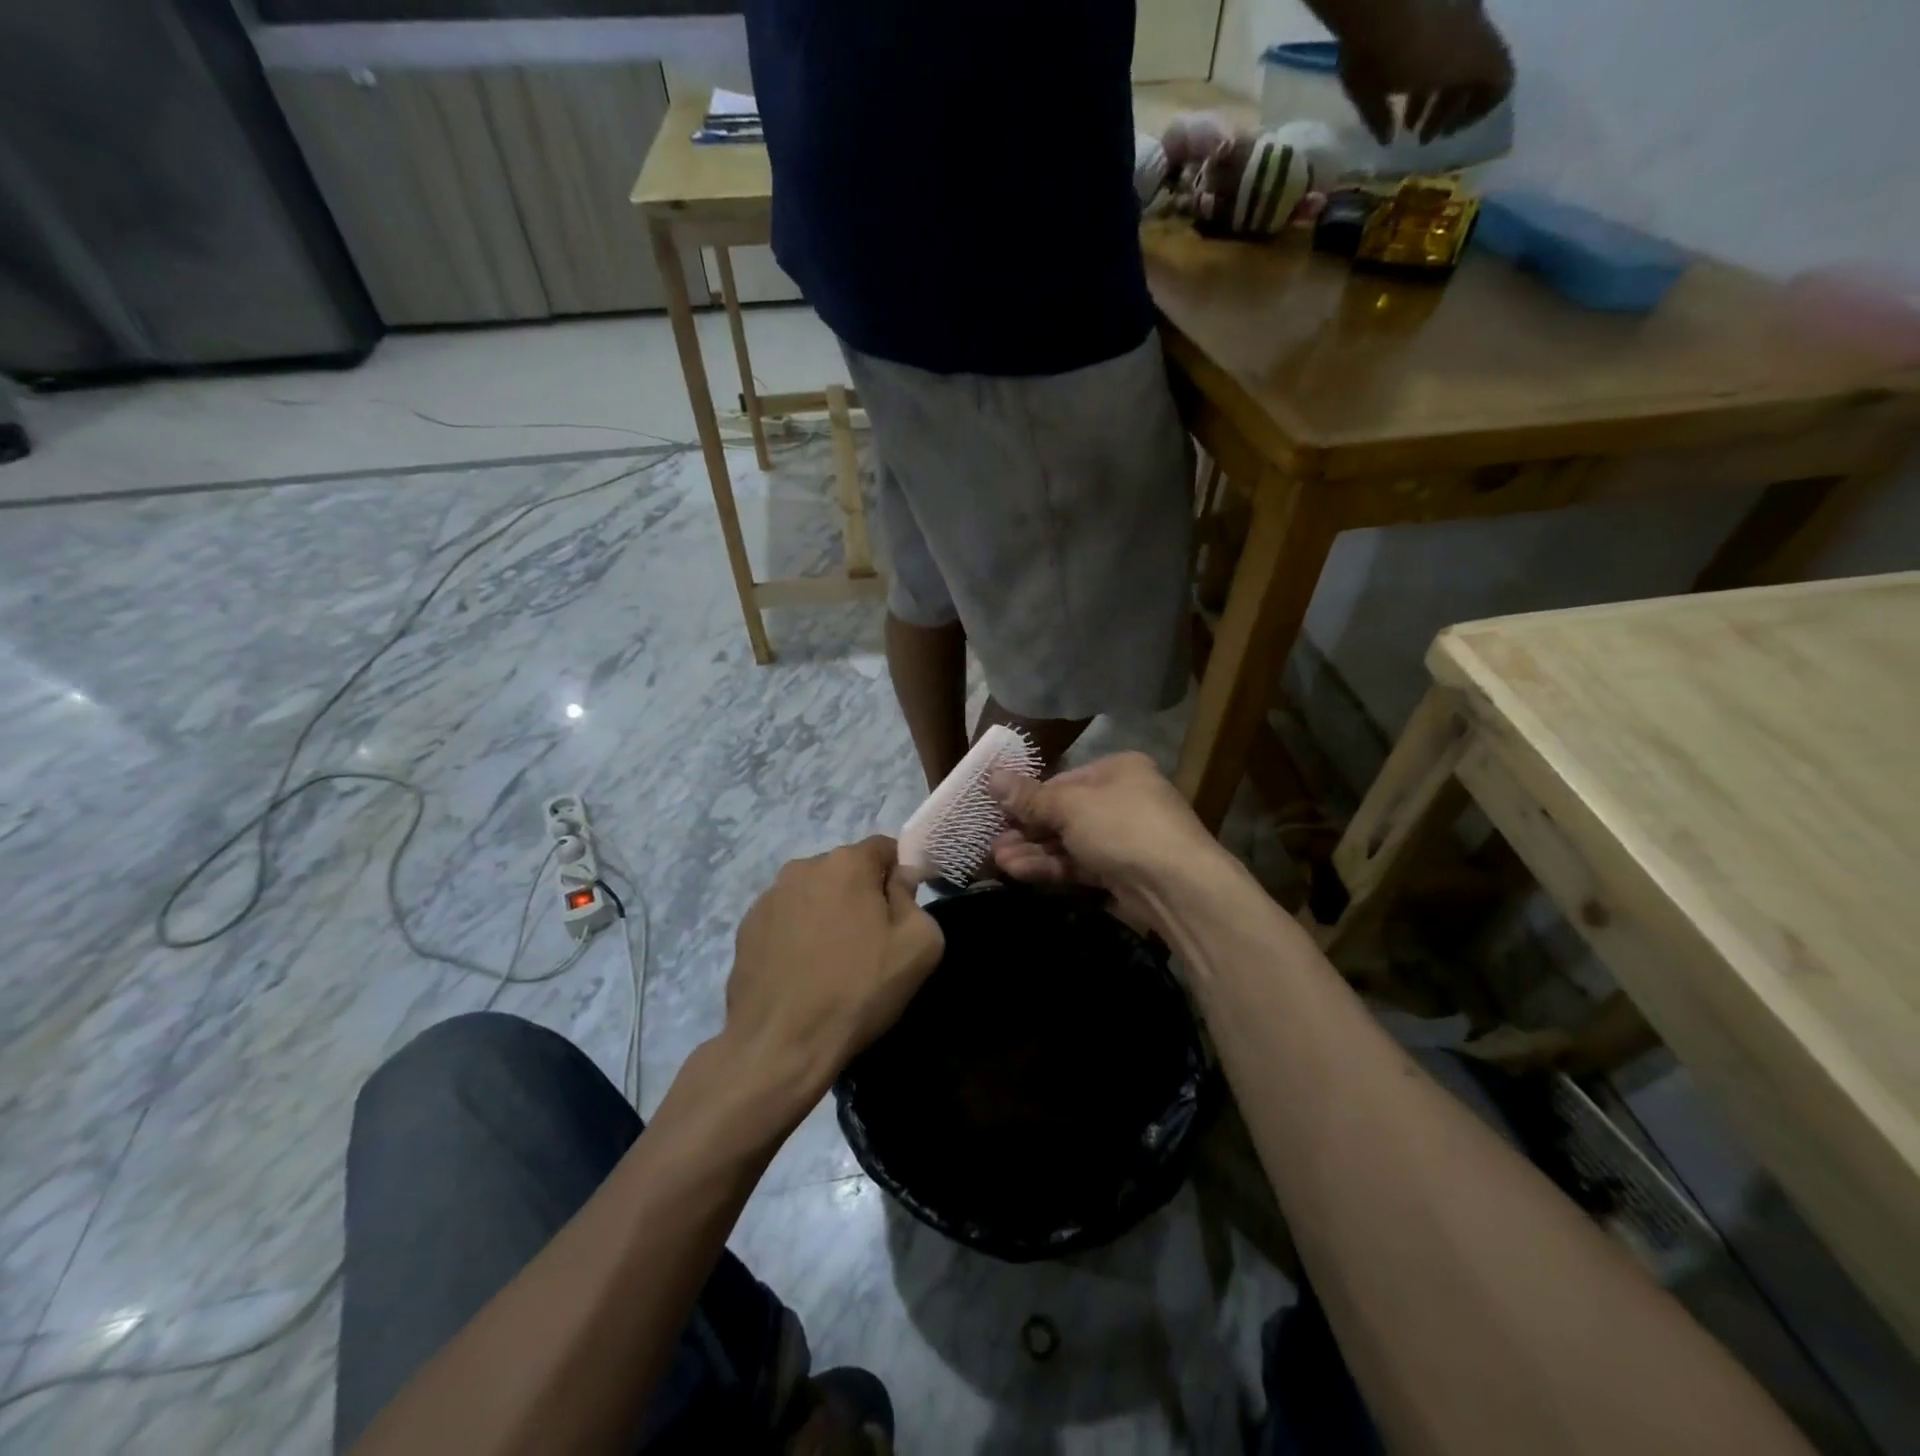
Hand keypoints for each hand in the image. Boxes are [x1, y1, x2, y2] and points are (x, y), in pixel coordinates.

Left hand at [723, 837, 943, 1108]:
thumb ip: (914, 899)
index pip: (884, 848)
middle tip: (872, 941)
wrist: (781, 1044)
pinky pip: (786, 919)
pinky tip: (804, 971)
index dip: (899, 875)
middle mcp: (803, 867)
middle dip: (862, 895)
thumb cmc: (858, 990)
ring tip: (834, 960)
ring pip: (814, 893)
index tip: (903, 912)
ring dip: (828, 913)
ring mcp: (768, 897)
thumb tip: (900, 880)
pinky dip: (799, 934)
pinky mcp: (746, 927)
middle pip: (846, 870)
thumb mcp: (919, 945)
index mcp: (846, 862)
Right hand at [987, 753, 1228, 928]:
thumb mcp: (1070, 807)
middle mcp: (1122, 799)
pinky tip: (1018, 872)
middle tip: (991, 841)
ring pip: (1068, 842)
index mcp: (1117, 770)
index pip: (1063, 780)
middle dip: (1026, 829)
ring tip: (997, 860)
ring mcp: (1123, 839)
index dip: (1028, 796)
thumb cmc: (1122, 827)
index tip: (997, 810)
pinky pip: (1079, 865)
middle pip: (1063, 813)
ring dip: (1032, 850)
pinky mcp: (1121, 873)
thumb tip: (992, 776)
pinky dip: (1051, 867)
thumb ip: (1030, 797)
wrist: (1177, 887)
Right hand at [1337, 1, 1513, 144]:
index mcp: (1434, 28)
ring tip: (1431, 136)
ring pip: (1479, 77)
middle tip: (1422, 137)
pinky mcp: (1484, 56)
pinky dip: (1479, 110)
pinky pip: (1499, 85)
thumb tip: (1387, 138)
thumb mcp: (1367, 88)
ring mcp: (1475, 37)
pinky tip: (1455, 129)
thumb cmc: (1369, 52)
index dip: (1427, 98)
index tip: (1410, 125)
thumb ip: (1378, 115)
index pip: (1441, 62)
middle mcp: (1460, 27)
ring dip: (1454, 112)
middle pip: (1460, 72)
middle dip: (1441, 109)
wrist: (1385, 21)